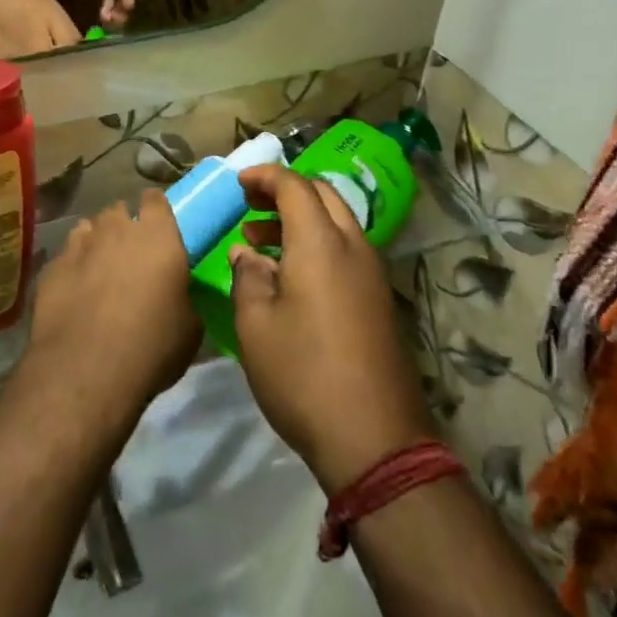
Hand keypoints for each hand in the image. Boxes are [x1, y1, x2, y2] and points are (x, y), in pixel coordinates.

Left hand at [23, 191, 202, 426]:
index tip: (159, 227)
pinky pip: (66, 255)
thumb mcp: (189, 326)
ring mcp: (80, 245)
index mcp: (158, 236)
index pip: (155, 199)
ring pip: (88, 228)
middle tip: (130, 252)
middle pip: (119, 210)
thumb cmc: (152, 347)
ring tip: (99, 268)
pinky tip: (74, 291)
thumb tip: (176, 295)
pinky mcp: (52, 267)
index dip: (156, 210)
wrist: (87, 371)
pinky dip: (72, 266)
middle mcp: (117, 229)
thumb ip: (183, 296)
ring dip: (96, 241)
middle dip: (124, 225)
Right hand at [230, 166, 436, 493]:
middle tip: (250, 205)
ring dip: (301, 220)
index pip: (294, 185)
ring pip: (338, 223)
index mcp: (321, 243)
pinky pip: (346, 251)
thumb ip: (248, 277)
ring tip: (261, 242)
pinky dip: (317, 244)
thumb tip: (248, 253)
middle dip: (285, 191)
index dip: (264, 176)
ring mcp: (373, 274)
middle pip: (323, 196)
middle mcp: (354, 247)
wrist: (375, 440)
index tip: (237, 183)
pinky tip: (291, 276)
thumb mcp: (256, 325)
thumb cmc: (303, 374)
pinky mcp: (380, 301)